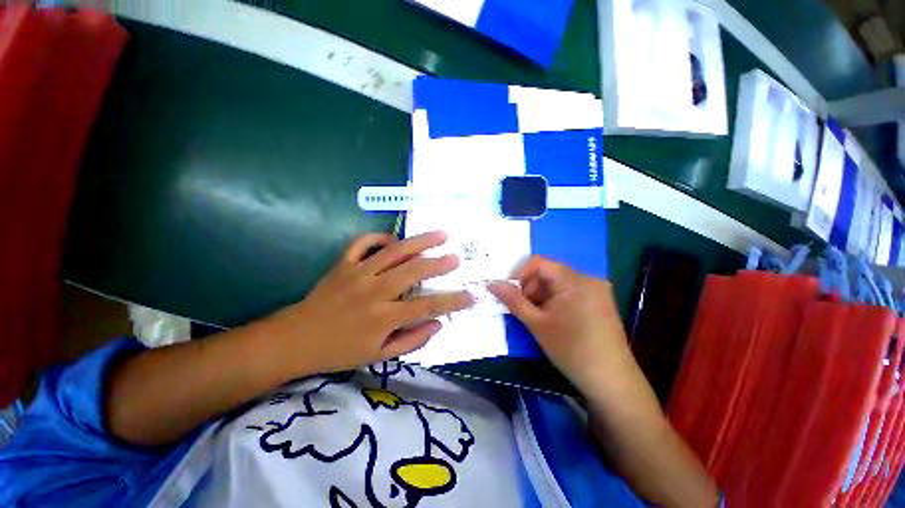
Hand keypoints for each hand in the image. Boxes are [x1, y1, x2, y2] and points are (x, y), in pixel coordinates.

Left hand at [265, 231, 473, 372]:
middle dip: (439, 263)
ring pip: (395, 251)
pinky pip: (363, 242)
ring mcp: (357, 273)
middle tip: (456, 258)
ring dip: (420, 241)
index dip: (452, 301)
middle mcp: (374, 291)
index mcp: (383, 317)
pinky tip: (394, 238)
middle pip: (414, 271)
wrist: (295, 339)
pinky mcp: (343, 263)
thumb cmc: (340, 351)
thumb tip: (438, 324)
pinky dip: (380, 236)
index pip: (427, 307)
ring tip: (440, 234)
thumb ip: (411, 341)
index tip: (470, 296)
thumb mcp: (378, 356)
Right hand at [489, 256, 637, 398]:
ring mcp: (597, 290)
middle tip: (523, 310)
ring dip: (542, 295)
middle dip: (531, 288)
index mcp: (574, 280)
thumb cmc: (571, 350)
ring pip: (558, 283)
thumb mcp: (536, 324)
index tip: (509, 293)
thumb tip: (492, 284)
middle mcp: (589, 278)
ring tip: (537, 317)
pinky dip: (555, 300)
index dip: (519, 274)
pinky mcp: (600, 301)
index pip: (539, 263)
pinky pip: (570, 291)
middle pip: (549, 272)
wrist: (612, 382)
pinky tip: (553, 319)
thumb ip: (513, 300)